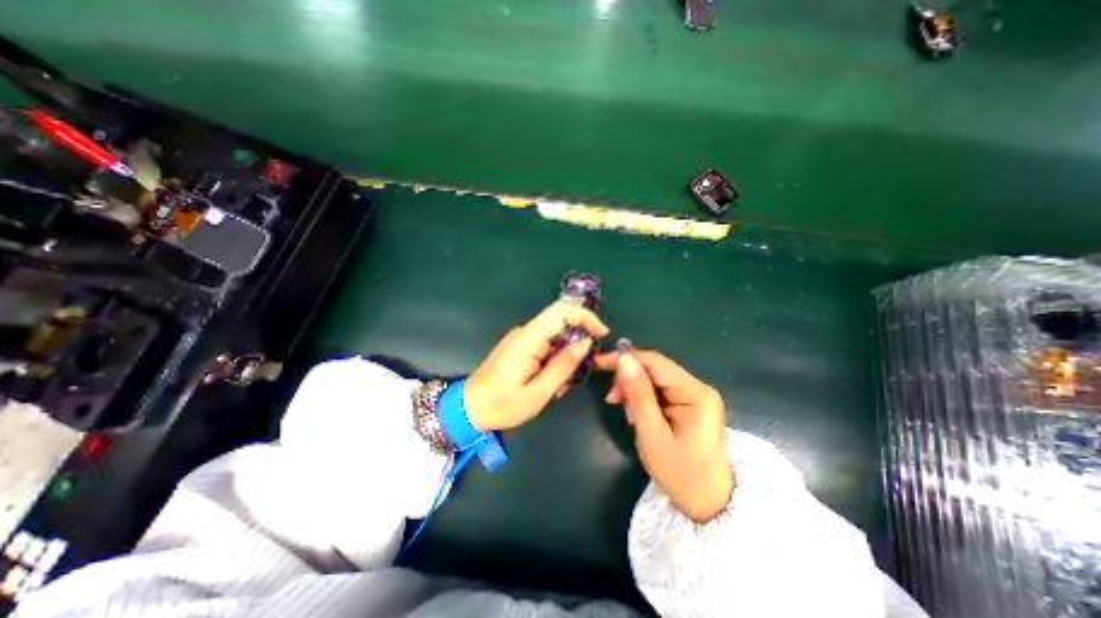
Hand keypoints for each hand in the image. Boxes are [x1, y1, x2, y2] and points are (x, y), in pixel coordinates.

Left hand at [460, 301, 605, 431]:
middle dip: (579, 338)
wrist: (468, 408)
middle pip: (560, 320)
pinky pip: (544, 344)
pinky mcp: (519, 346)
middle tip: (585, 365)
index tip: (602, 333)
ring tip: (561, 384)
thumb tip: (585, 343)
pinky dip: (555, 358)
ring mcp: (521, 338)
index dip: (586, 316)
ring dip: (566, 354)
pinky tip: (550, 381)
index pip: (562, 311)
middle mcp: (525, 332)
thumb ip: (563, 365)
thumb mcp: (539, 391)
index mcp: (529, 338)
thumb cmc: (502, 404)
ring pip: (554, 334)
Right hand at [593, 350, 729, 517]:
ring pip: (656, 378)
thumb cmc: (681, 474)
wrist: (710, 504)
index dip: (625, 358)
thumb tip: (623, 359)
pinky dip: (644, 397)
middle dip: (629, 377)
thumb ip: (638, 395)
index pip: (655, 362)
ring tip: (628, 414)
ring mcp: (696, 394)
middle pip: (655, 368)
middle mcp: (699, 387)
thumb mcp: (652, 435)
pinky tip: (638, 414)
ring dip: (635, 389)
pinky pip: (661, 389)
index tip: (599, 363)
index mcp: (695, 393)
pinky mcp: (691, 403)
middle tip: (612, 399)